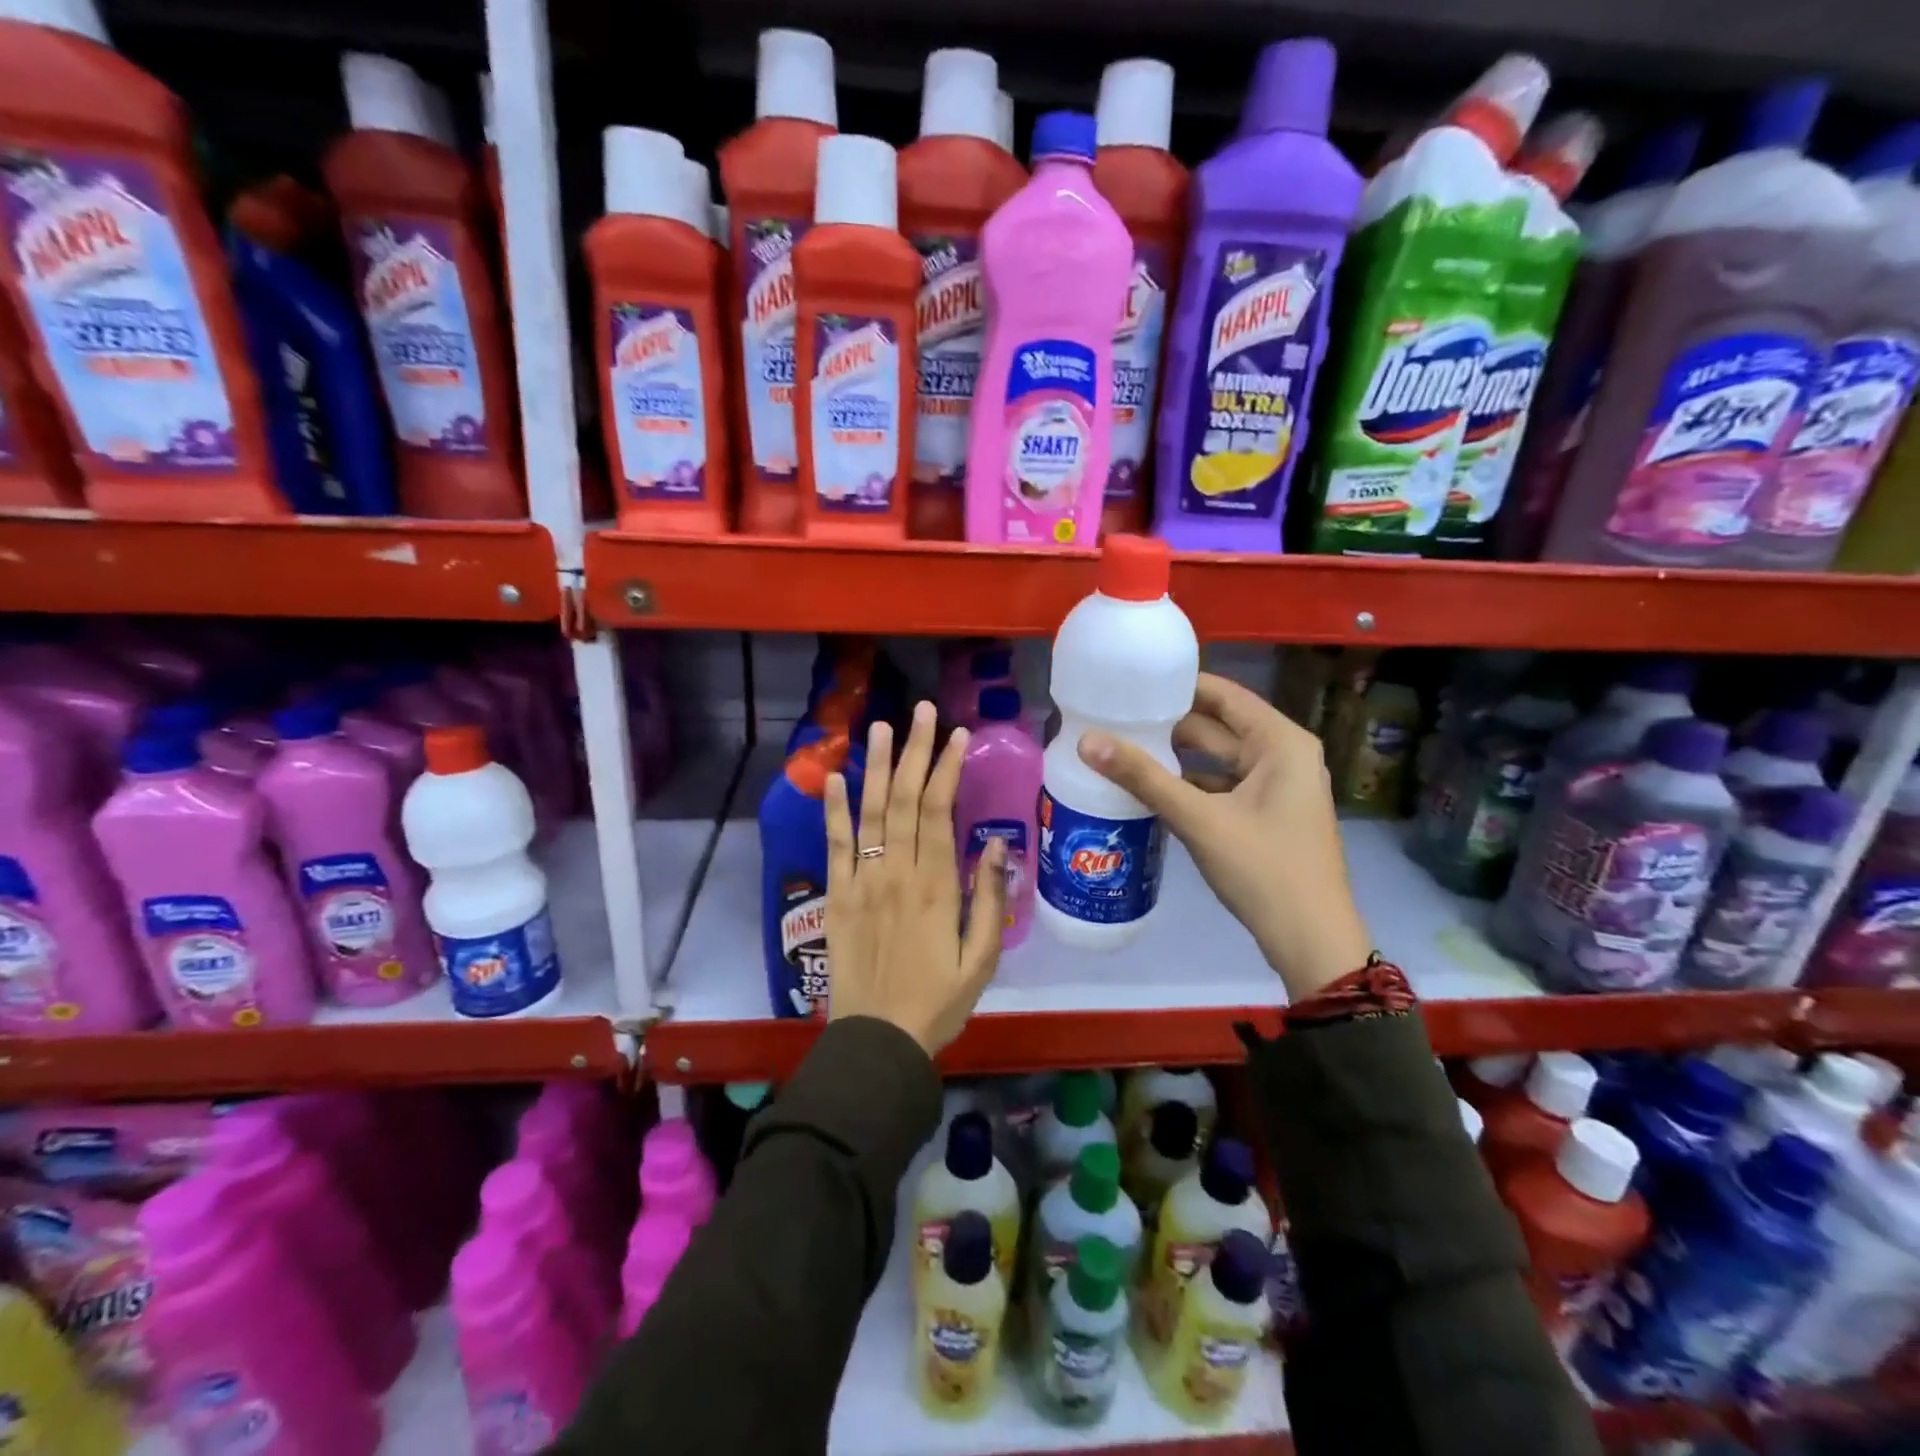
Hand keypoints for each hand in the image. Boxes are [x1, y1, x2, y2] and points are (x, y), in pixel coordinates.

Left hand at [823, 701, 1008, 1055]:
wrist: (878, 1041)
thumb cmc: (938, 1002)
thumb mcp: (983, 960)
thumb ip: (989, 899)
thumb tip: (994, 845)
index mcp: (936, 886)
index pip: (939, 811)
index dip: (946, 768)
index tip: (956, 735)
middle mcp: (897, 873)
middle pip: (904, 800)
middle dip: (914, 751)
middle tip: (921, 711)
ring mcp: (862, 882)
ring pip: (869, 813)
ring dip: (875, 766)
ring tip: (880, 726)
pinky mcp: (837, 897)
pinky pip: (834, 846)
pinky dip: (833, 810)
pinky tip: (835, 777)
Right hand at [1077, 672, 1371, 1000]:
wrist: (1311, 941)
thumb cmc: (1264, 870)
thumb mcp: (1200, 819)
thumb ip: (1143, 778)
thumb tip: (1087, 741)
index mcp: (1281, 743)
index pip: (1224, 695)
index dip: (1179, 686)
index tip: (1131, 683)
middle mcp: (1284, 757)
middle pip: (1218, 727)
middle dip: (1169, 725)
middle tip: (1116, 718)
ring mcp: (1278, 788)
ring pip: (1218, 760)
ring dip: (1176, 758)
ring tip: (1124, 750)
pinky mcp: (1267, 816)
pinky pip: (1222, 787)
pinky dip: (1190, 786)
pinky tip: (1152, 791)